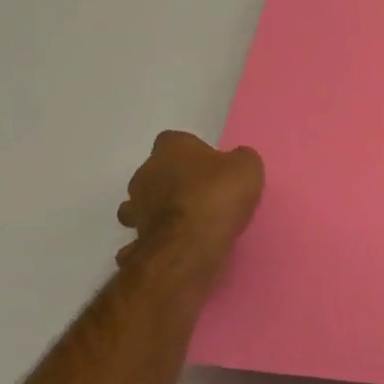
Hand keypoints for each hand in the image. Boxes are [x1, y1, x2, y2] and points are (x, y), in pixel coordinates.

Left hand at [116, 131, 263, 285]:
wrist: (191, 243)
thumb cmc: (218, 194)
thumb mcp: (247, 167)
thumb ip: (239, 159)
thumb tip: (235, 160)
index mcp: (171, 149)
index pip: (174, 140)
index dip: (191, 151)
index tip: (208, 165)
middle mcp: (145, 173)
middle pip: (156, 171)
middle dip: (173, 180)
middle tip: (200, 193)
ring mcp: (136, 207)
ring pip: (143, 203)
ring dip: (159, 208)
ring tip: (186, 221)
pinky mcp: (136, 237)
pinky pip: (144, 234)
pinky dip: (155, 237)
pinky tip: (174, 243)